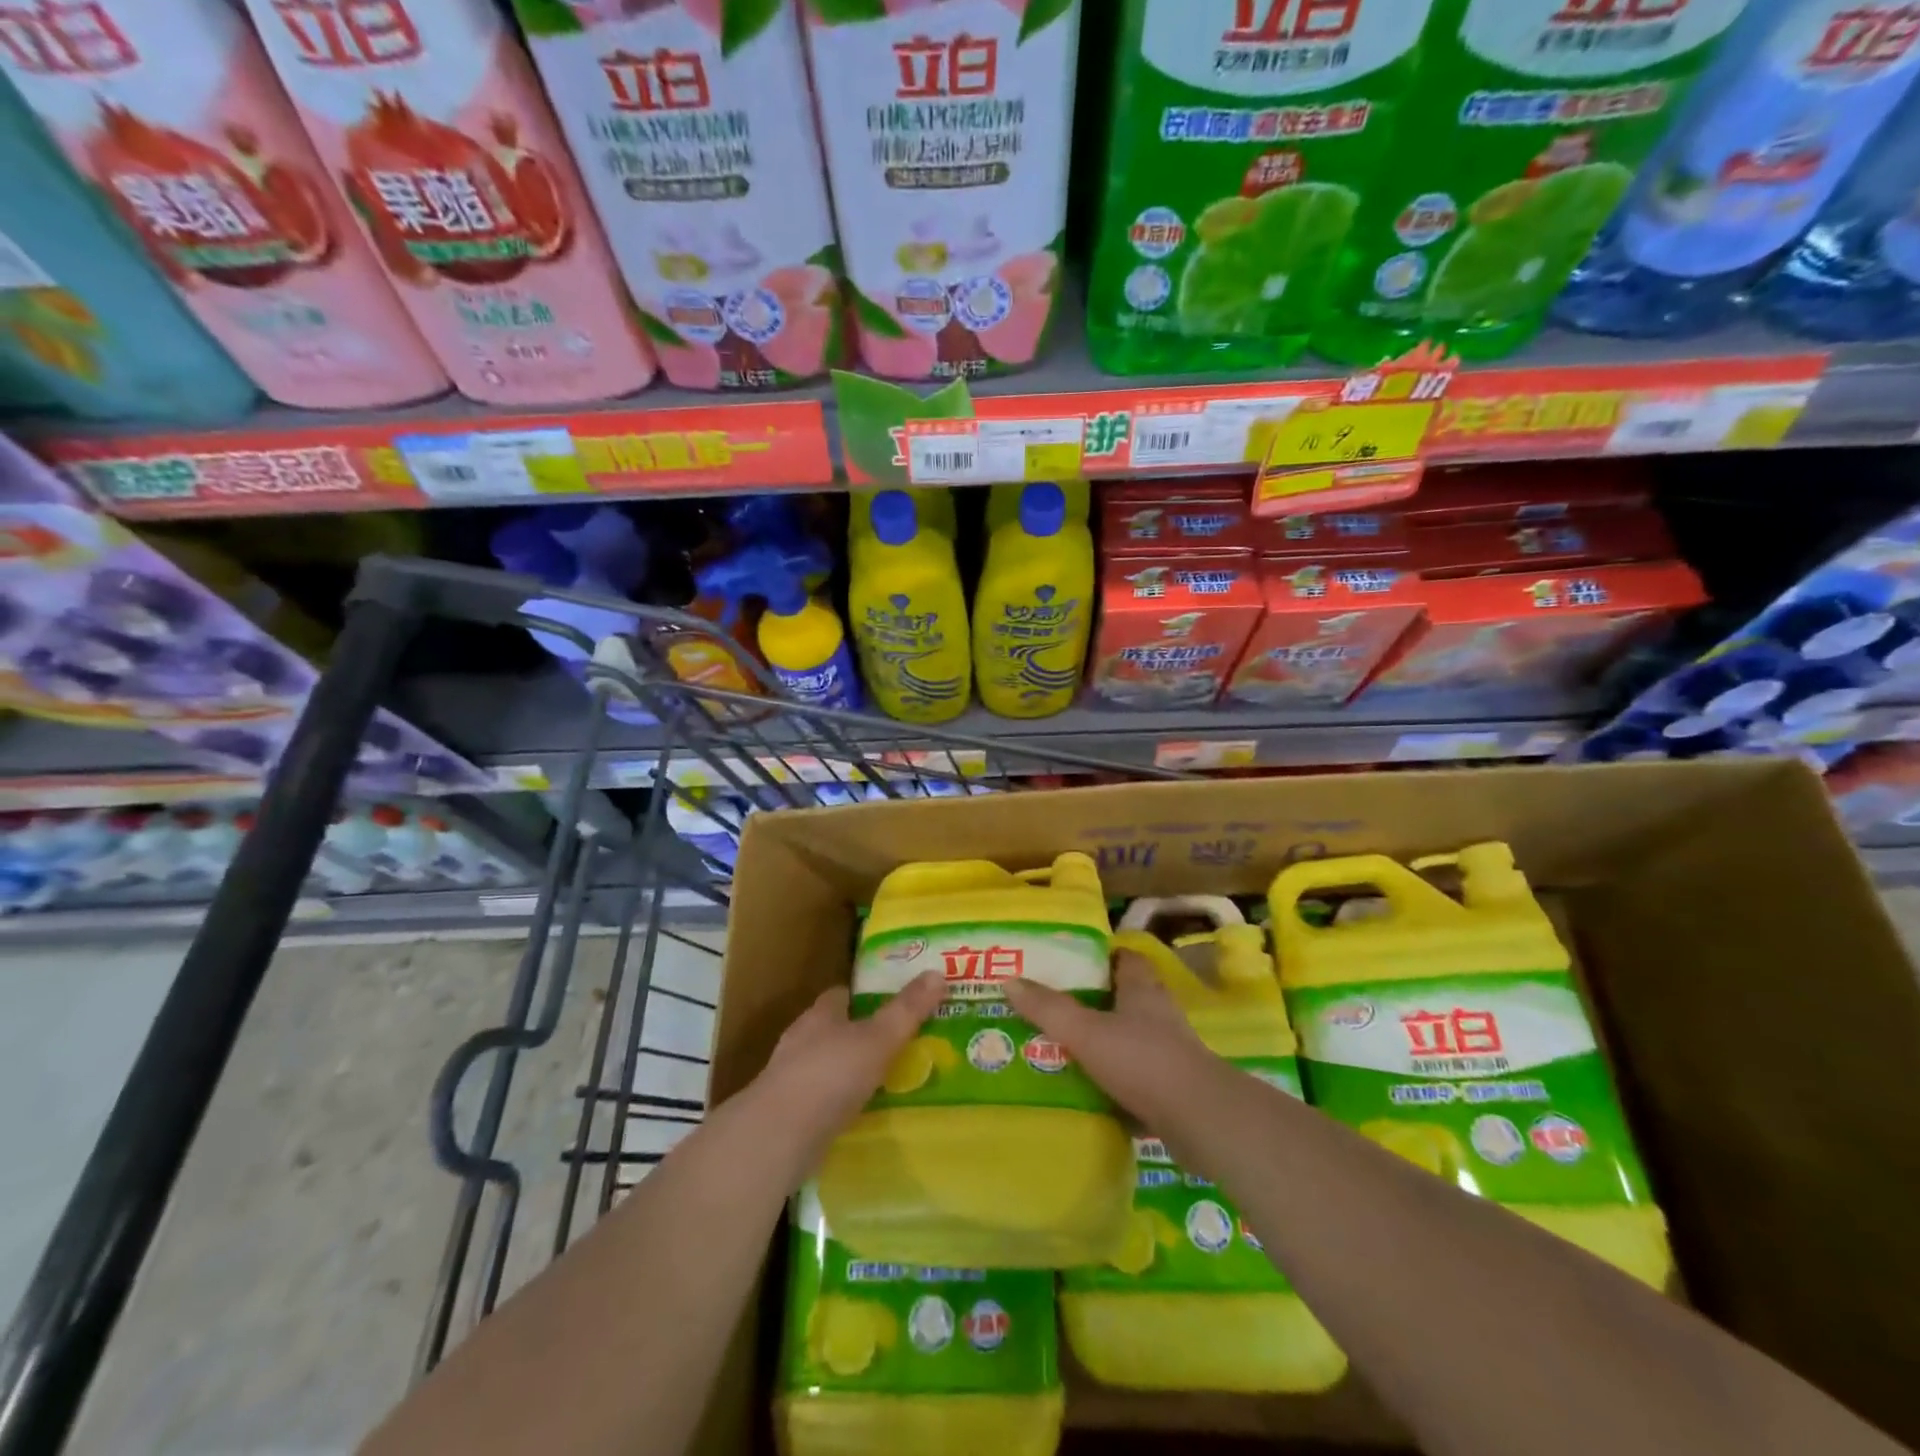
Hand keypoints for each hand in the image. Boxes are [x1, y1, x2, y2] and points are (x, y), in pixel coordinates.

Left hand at [746, 970, 945, 1175]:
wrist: (778, 1137)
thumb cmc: (830, 1075)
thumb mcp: (878, 1038)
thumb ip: (907, 1009)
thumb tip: (937, 972)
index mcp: (820, 1015)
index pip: (841, 995)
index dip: (864, 996)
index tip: (890, 1001)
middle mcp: (801, 1041)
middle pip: (833, 1030)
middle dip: (860, 1035)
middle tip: (896, 1044)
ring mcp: (791, 1080)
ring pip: (826, 1067)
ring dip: (850, 1073)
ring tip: (885, 1082)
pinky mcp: (788, 1116)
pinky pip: (821, 1102)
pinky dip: (840, 1105)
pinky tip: (861, 1116)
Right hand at [1004, 952, 1226, 1130]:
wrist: (1200, 1119)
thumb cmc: (1142, 1060)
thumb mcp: (1086, 1031)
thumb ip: (1048, 1008)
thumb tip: (1009, 981)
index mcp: (1142, 989)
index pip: (1125, 958)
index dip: (1101, 957)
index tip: (1070, 963)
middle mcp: (1159, 1014)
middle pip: (1125, 999)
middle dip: (1095, 1003)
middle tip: (1056, 1009)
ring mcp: (1170, 1052)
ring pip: (1131, 1039)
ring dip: (1105, 1044)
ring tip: (1065, 1051)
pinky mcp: (1172, 1088)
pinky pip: (1137, 1077)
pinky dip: (1116, 1082)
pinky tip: (1090, 1093)